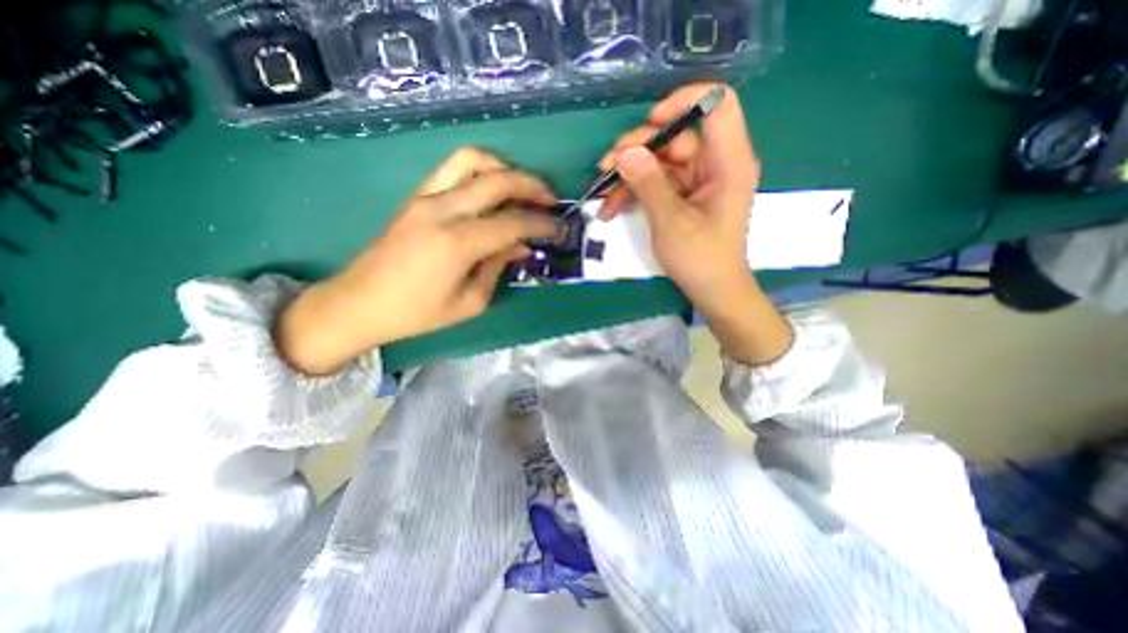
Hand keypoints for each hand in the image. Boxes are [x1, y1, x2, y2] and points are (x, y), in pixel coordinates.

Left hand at [273, 146, 553, 375]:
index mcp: (457, 243)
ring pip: (472, 160)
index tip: (560, 229)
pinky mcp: (416, 196)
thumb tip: (522, 246)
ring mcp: (425, 197)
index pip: (512, 222)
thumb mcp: (470, 302)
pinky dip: (481, 171)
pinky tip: (492, 190)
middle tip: (551, 201)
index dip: (542, 224)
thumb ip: (498, 267)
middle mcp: (442, 210)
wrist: (359, 303)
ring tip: (521, 188)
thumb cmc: (417, 314)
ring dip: (505, 168)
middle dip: (532, 186)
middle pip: (498, 180)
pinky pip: (453, 168)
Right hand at [598, 82, 791, 365]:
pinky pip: (656, 181)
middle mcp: (715, 163)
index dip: (683, 102)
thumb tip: (625, 152)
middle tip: (606, 167)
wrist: (711, 290)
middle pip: (676, 134)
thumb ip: (649, 183)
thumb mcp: (671, 221)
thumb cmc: (700, 258)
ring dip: (628, 174)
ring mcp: (697, 180)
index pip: (717, 103)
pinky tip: (612, 207)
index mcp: (728, 161)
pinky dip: (634, 191)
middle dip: (638, 149)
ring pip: (659, 160)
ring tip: (602, 194)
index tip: (650, 125)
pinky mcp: (683, 194)